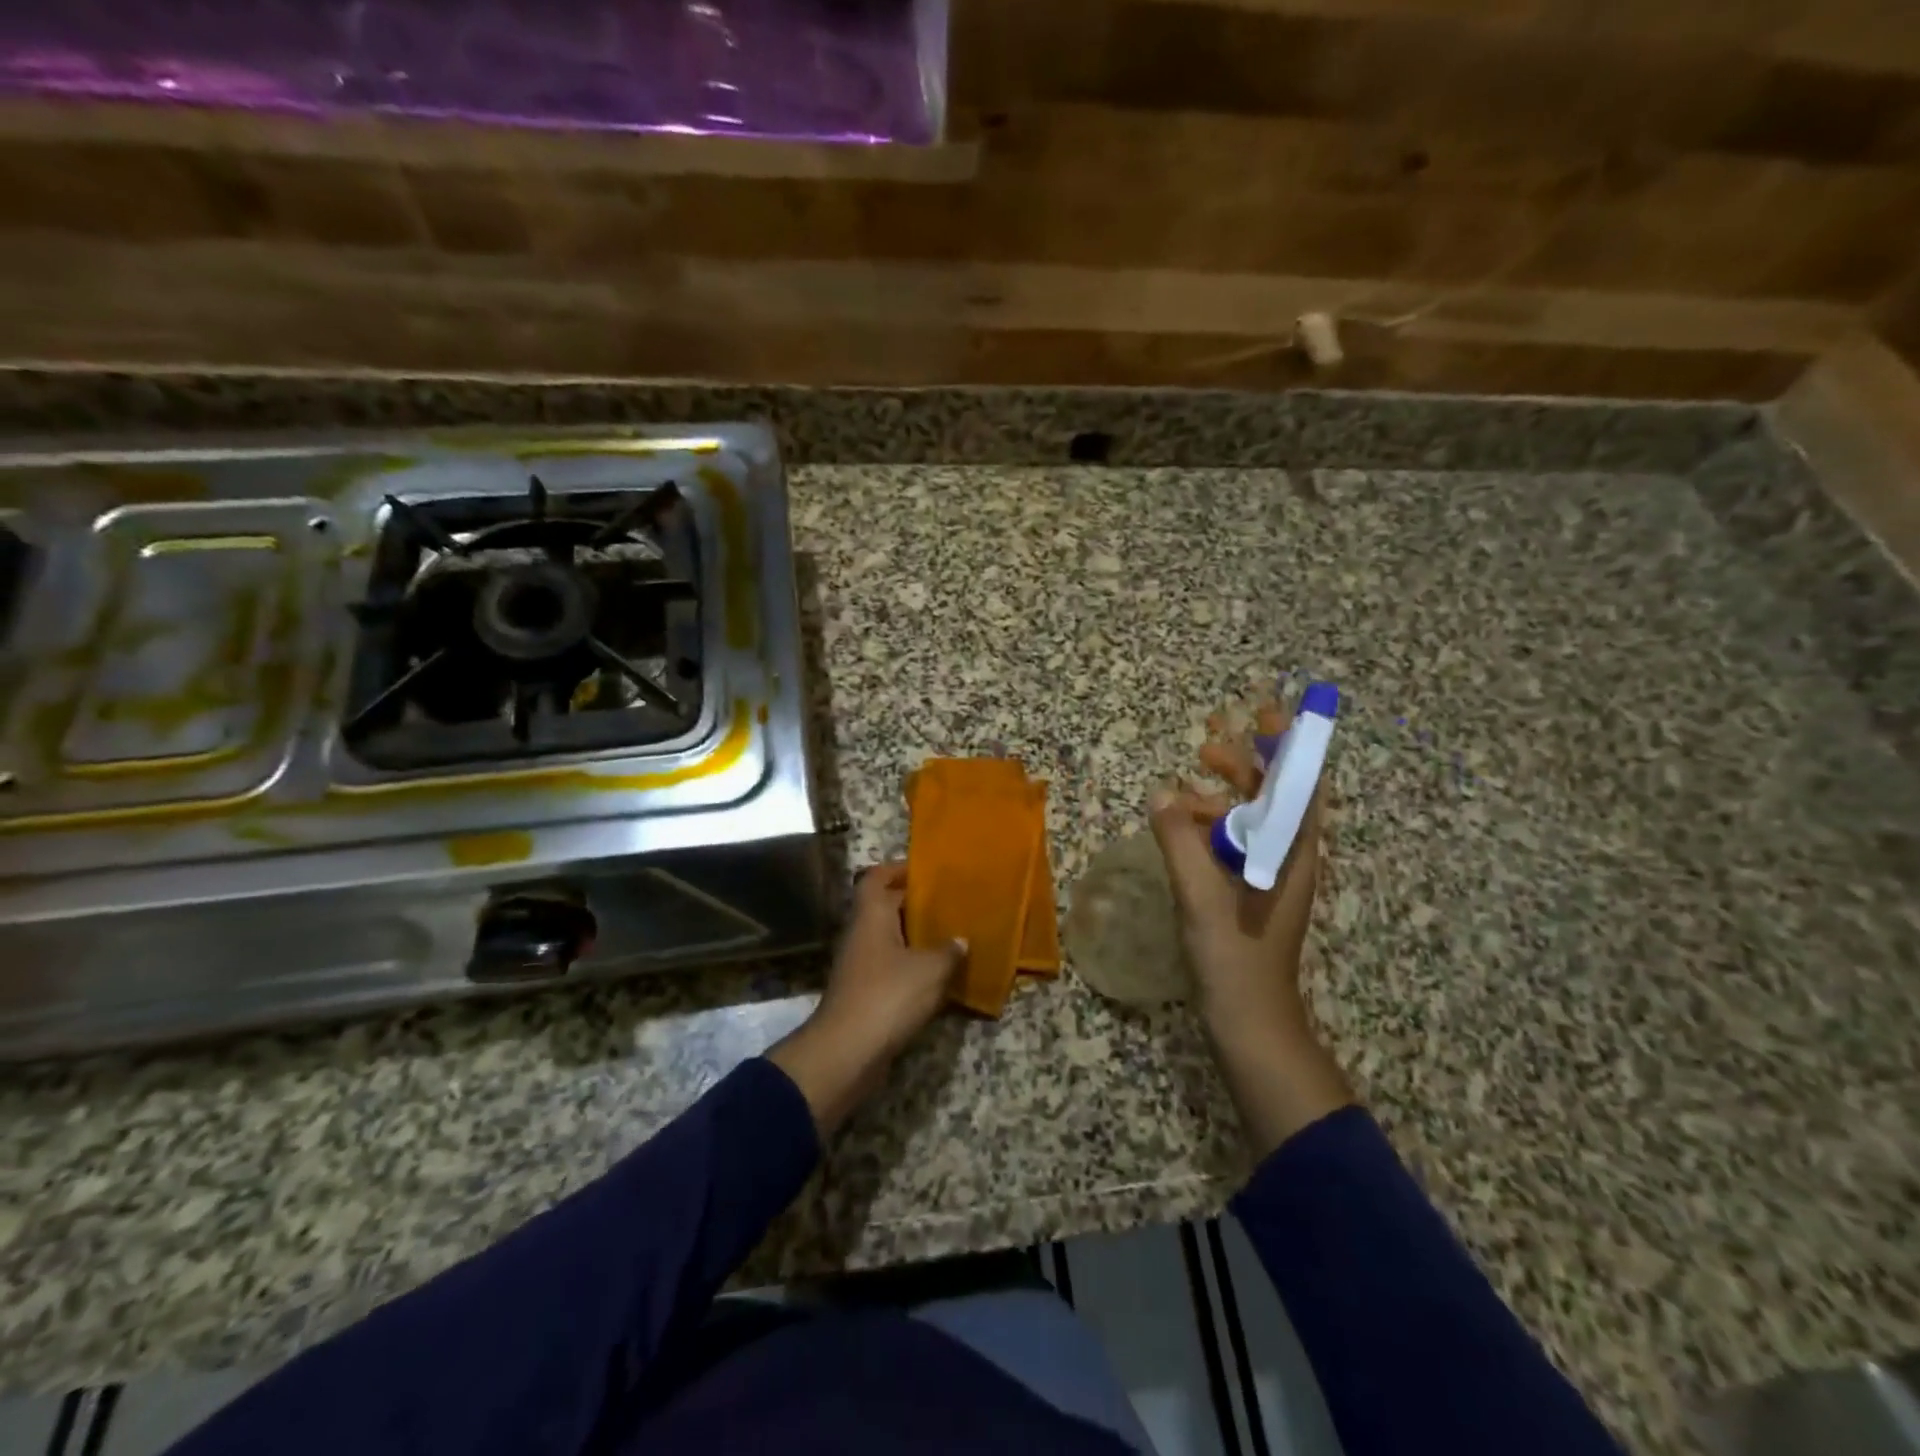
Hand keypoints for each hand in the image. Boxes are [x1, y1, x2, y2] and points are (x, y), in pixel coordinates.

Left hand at [768, 862, 965, 1135]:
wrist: (847, 1052)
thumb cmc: (889, 996)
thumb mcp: (930, 970)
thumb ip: (948, 951)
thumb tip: (960, 940)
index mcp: (871, 916)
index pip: (877, 878)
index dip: (898, 869)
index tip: (925, 871)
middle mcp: (861, 935)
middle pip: (884, 907)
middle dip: (914, 904)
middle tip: (949, 903)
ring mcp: (860, 965)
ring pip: (889, 939)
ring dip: (915, 937)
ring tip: (950, 936)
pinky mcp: (864, 993)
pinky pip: (890, 967)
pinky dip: (911, 966)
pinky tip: (938, 975)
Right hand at [1148, 699, 1352, 1155]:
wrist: (1250, 1024)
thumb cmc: (1234, 958)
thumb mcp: (1201, 895)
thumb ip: (1179, 840)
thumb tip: (1161, 793)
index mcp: (1292, 853)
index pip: (1299, 785)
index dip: (1287, 746)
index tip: (1266, 714)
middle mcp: (1288, 859)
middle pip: (1274, 798)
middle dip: (1245, 766)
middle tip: (1208, 747)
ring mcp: (1269, 879)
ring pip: (1251, 822)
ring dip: (1223, 798)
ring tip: (1185, 789)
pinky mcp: (1249, 895)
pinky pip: (1235, 846)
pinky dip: (1211, 829)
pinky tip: (1182, 830)